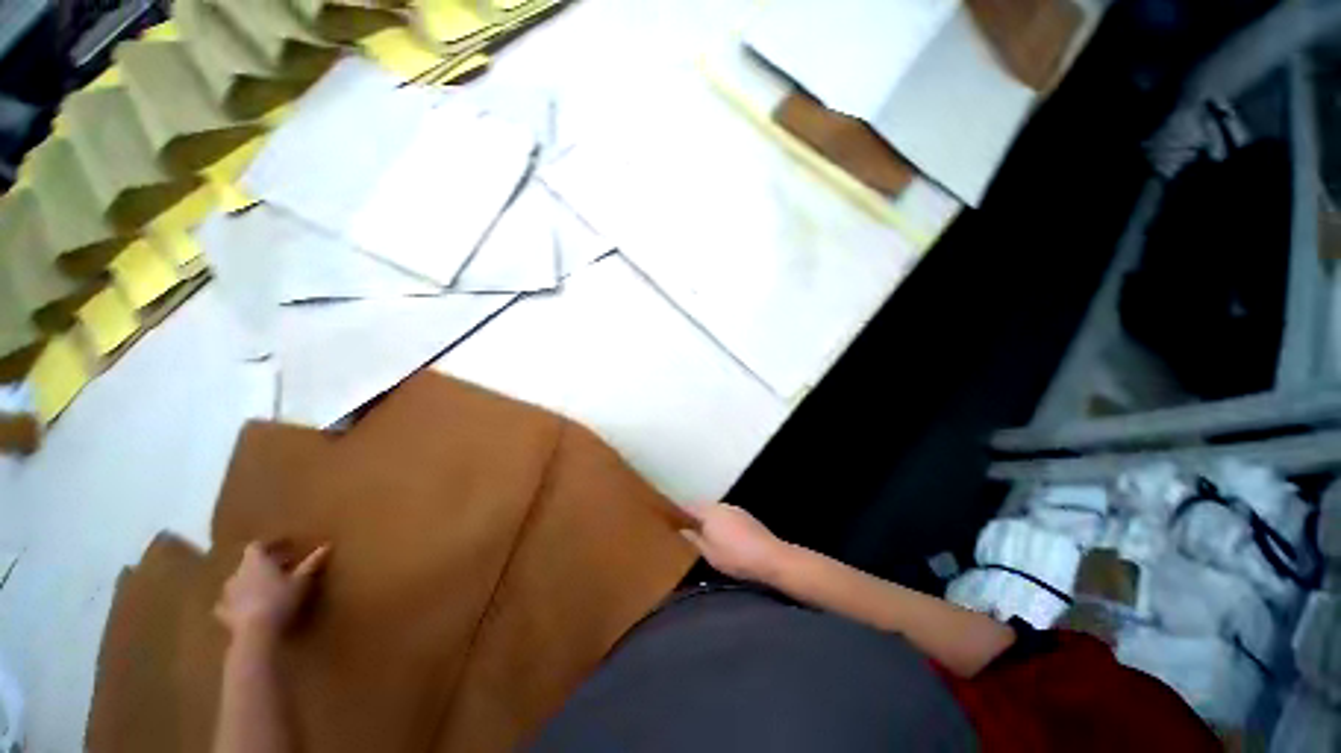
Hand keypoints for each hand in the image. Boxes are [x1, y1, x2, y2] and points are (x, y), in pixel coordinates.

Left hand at [214, 542, 330, 645]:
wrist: (255, 632)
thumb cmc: (280, 600)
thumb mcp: (302, 580)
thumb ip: (311, 563)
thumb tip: (327, 545)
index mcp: (255, 562)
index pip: (259, 545)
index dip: (272, 544)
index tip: (288, 544)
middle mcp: (238, 573)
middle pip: (249, 563)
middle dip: (265, 563)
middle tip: (283, 567)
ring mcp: (228, 594)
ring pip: (239, 581)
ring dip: (252, 581)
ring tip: (267, 587)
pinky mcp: (224, 613)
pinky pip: (229, 603)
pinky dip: (238, 602)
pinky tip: (245, 607)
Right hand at [682, 503, 790, 583]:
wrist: (770, 557)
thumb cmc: (735, 556)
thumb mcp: (709, 553)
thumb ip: (694, 539)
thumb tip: (682, 530)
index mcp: (709, 512)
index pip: (688, 506)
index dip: (678, 511)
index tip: (669, 516)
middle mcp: (720, 505)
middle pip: (701, 506)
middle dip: (693, 515)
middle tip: (684, 526)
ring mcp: (734, 509)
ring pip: (714, 510)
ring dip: (707, 518)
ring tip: (702, 532)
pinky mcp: (745, 516)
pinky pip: (725, 515)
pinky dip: (719, 521)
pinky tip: (722, 535)